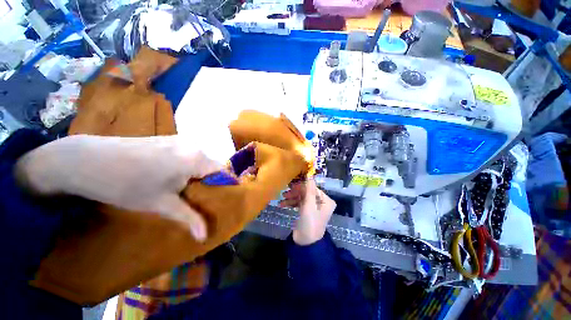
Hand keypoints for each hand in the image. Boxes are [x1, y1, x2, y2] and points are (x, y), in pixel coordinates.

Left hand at [15, 135, 221, 240]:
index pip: (222, 171)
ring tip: (184, 189)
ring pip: (198, 160)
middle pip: (210, 166)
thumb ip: (189, 218)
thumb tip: (204, 238)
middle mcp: (193, 146)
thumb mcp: (161, 204)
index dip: (224, 185)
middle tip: (200, 198)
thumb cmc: (127, 185)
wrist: (87, 160)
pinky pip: (186, 154)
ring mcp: (179, 140)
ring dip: (196, 174)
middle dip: (209, 182)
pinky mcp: (166, 139)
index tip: (219, 199)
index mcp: (196, 159)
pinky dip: (185, 166)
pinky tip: (168, 175)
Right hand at [279, 180, 335, 244]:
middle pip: (306, 192)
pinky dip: (291, 203)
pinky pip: (299, 204)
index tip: (292, 184)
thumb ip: (309, 189)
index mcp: (326, 200)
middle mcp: (321, 202)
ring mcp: (313, 207)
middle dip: (295, 192)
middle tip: (285, 192)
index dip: (302, 186)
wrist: (305, 243)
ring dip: (292, 197)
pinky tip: (282, 204)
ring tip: (282, 198)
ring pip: (301, 198)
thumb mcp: (309, 204)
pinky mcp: (306, 212)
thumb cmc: (310, 222)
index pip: (313, 188)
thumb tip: (309, 174)